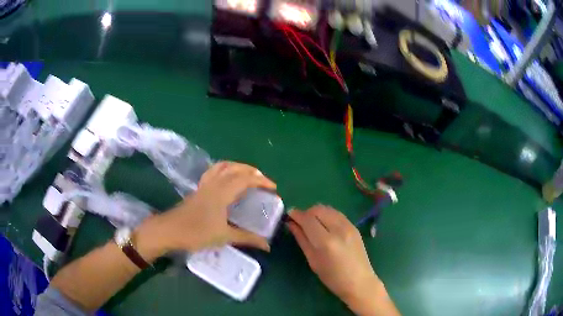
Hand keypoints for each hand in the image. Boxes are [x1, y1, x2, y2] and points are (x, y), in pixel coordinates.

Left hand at [136, 162, 275, 259]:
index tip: (273, 188)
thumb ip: (247, 238)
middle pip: (235, 168)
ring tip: (247, 175)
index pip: (245, 179)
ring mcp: (204, 185)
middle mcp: (214, 184)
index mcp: (222, 193)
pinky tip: (226, 180)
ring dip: (237, 167)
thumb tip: (267, 245)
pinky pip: (213, 172)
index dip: (262, 180)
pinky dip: (224, 170)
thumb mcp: (224, 237)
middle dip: (251, 171)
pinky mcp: (197, 189)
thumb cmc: (196, 233)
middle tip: (262, 180)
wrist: (169, 230)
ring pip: (222, 166)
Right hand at [287, 205, 398, 315]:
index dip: (296, 214)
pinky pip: (337, 213)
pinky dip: (327, 215)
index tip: (289, 215)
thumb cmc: (332, 277)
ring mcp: (349, 226)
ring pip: (328, 208)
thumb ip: (302, 239)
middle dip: (306, 213)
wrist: (359, 282)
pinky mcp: (354, 226)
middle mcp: (338, 229)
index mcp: (326, 242)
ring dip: (317, 212)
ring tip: (312, 224)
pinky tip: (324, 225)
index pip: (308, 219)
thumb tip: (291, 224)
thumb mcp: (313, 260)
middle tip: (300, 222)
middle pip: (318, 209)